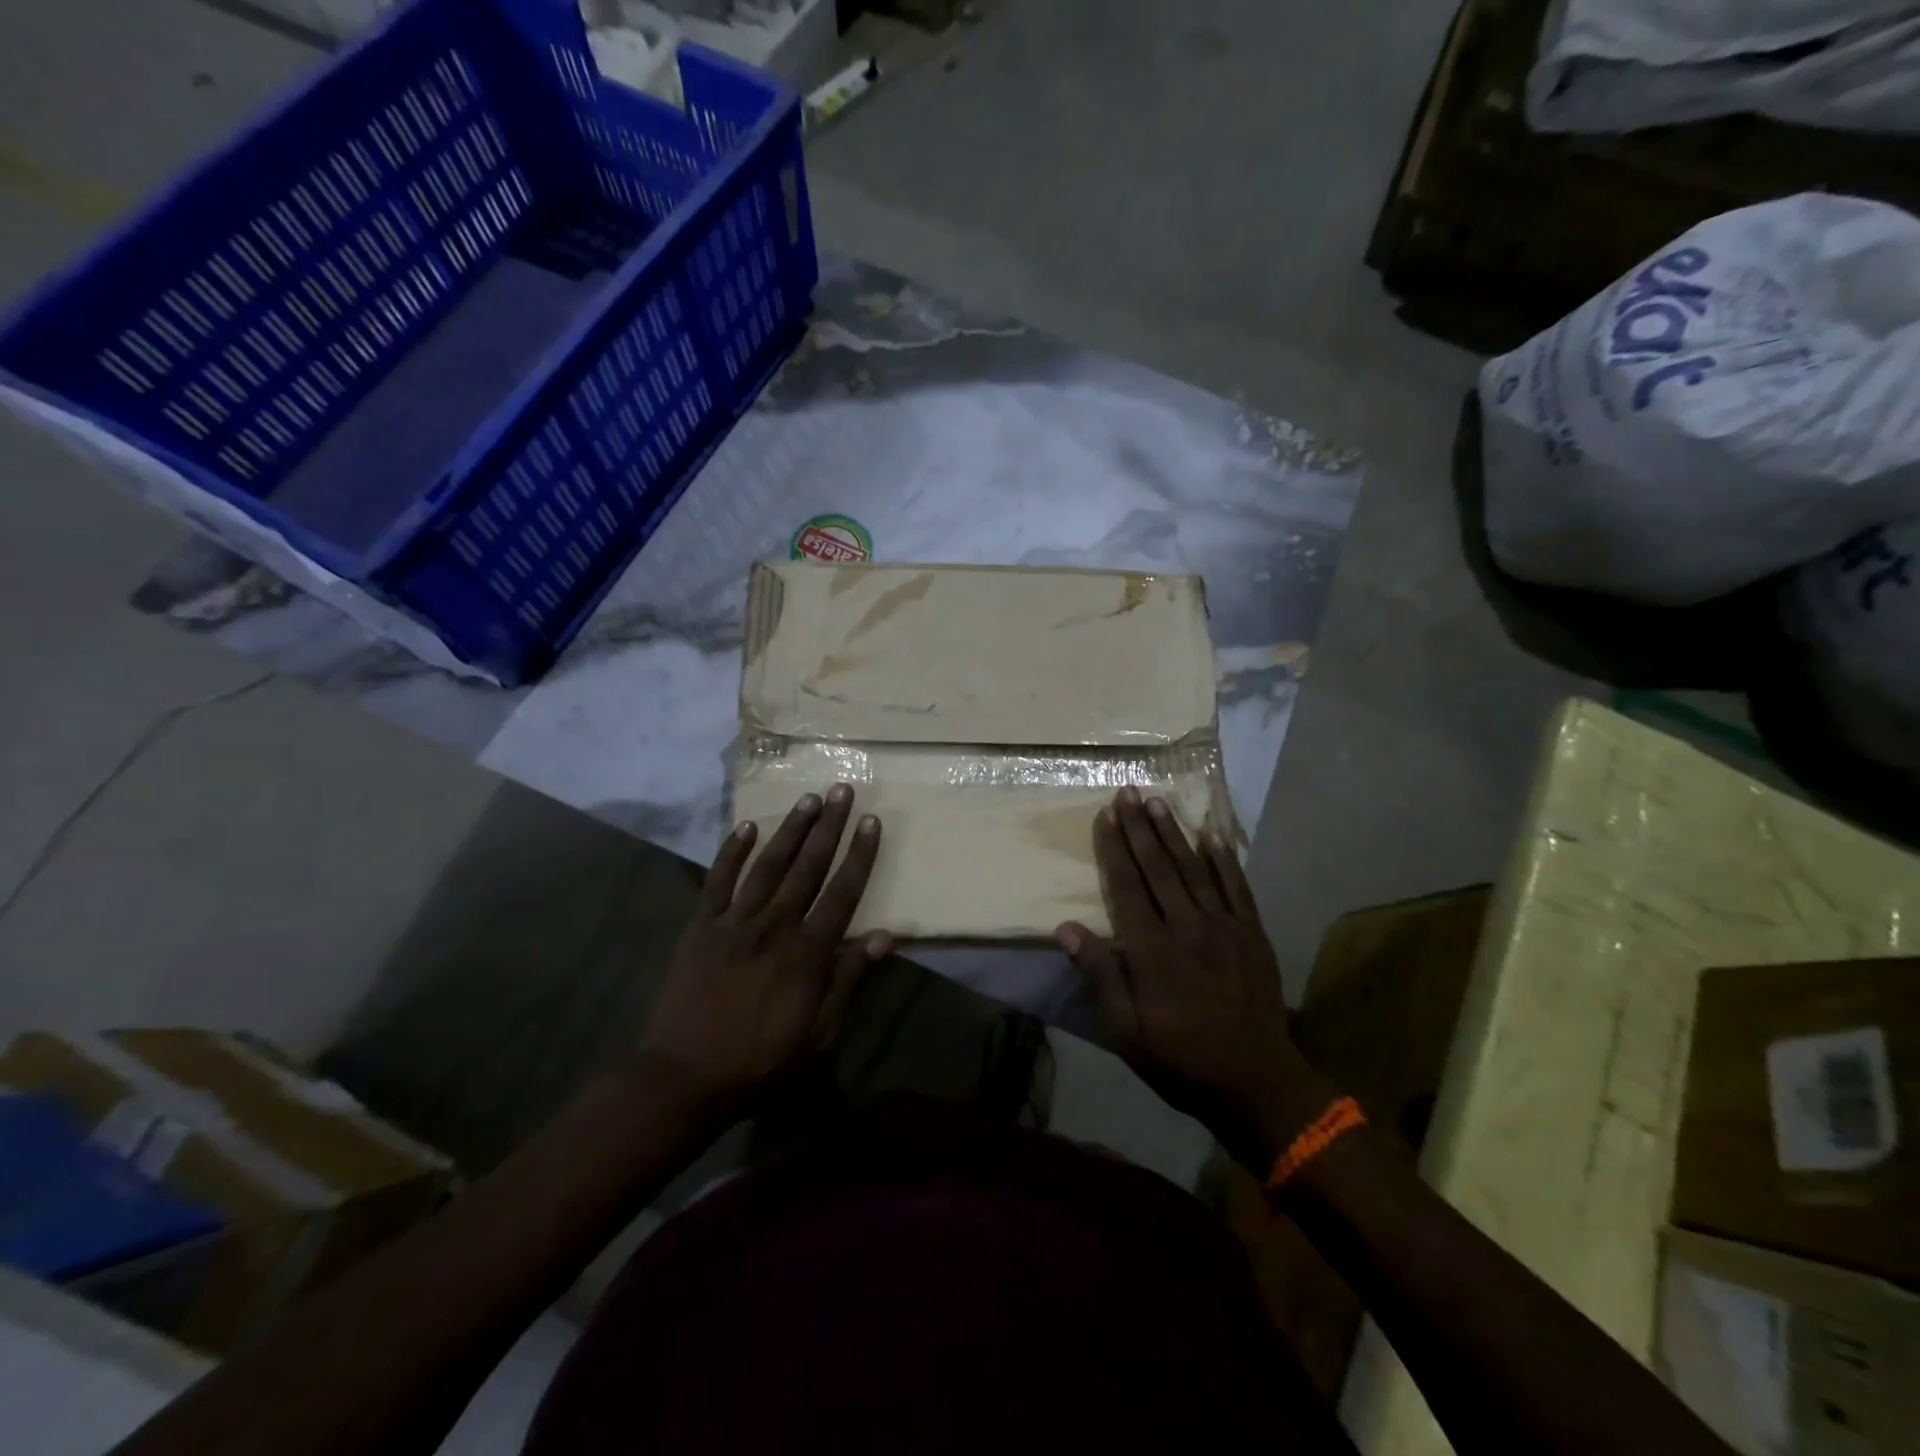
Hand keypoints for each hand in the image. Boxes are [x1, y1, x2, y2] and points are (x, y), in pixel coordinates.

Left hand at [638, 784, 890, 1114]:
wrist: (682, 1077)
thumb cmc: (759, 1062)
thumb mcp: (817, 1034)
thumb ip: (848, 980)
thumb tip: (883, 936)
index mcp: (807, 952)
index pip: (843, 892)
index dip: (860, 855)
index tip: (871, 821)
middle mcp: (775, 924)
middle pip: (808, 866)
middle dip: (829, 826)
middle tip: (841, 790)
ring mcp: (734, 921)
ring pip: (769, 864)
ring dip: (791, 829)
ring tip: (808, 799)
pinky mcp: (701, 926)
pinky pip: (718, 880)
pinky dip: (732, 852)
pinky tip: (746, 827)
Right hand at [1057, 787, 1327, 1168]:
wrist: (1258, 1084)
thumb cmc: (1182, 1059)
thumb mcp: (1126, 1031)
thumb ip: (1100, 976)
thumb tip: (1067, 928)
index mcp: (1152, 949)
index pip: (1127, 886)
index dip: (1114, 848)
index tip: (1106, 815)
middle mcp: (1186, 926)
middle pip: (1158, 867)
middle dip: (1140, 826)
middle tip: (1129, 791)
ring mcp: (1224, 927)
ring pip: (1194, 869)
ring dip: (1174, 833)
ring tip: (1159, 801)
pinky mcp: (1252, 935)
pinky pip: (1237, 888)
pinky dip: (1225, 860)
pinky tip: (1214, 835)